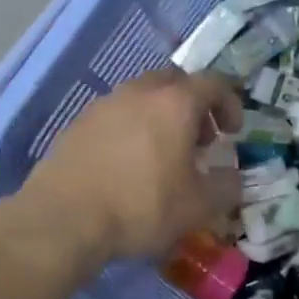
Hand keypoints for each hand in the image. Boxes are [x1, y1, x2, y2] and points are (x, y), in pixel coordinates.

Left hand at [20, 68, 242, 264]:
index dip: (230, 103)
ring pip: (142, 95)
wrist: (65, 217)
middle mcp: (140, 92)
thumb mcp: (198, 206)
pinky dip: (131, 128)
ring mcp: (105, 104)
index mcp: (175, 103)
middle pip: (175, 81)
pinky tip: (127, 163)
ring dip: (161, 115)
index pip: (213, 83)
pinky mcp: (79, 122)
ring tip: (163, 154)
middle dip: (194, 105)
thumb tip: (233, 178)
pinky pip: (116, 114)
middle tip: (200, 139)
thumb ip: (225, 187)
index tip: (233, 133)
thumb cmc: (141, 206)